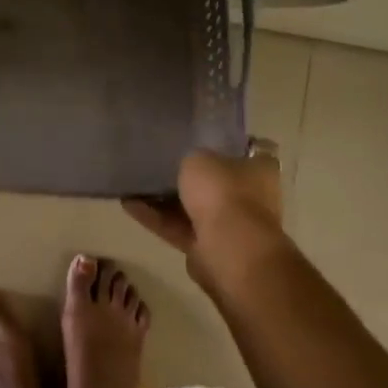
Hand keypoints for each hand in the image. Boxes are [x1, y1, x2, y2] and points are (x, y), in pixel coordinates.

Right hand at [123, 141, 289, 289]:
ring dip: (165, 198)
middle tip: (161, 161)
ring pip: (193, 207)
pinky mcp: (207, 249)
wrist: (228, 250)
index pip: (248, 149)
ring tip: (134, 182)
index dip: (225, 143)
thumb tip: (190, 163)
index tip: (200, 137)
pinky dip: (155, 218)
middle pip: (216, 181)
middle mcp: (250, 197)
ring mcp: (229, 225)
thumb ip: (192, 158)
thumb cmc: (222, 192)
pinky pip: (177, 228)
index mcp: (260, 169)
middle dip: (191, 175)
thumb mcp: (200, 158)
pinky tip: (127, 204)